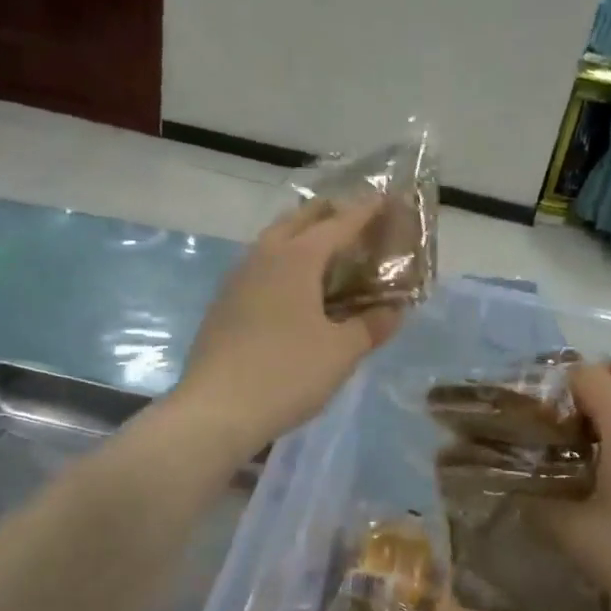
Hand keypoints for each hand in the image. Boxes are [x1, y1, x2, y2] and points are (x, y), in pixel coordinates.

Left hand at [176, 196, 405, 452]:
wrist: (215, 410)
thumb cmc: (287, 374)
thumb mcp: (341, 352)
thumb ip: (371, 326)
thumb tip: (395, 310)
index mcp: (296, 258)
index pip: (339, 224)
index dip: (365, 212)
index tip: (386, 199)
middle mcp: (263, 257)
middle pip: (298, 220)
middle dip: (329, 214)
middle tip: (355, 221)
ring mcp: (237, 279)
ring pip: (273, 241)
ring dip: (300, 237)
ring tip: (326, 253)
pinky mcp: (223, 304)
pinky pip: (260, 267)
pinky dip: (283, 264)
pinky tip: (292, 291)